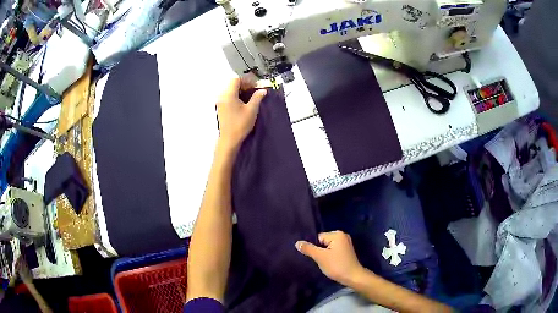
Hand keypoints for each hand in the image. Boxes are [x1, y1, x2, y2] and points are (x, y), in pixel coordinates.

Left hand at [216, 78, 266, 150]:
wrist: (229, 140)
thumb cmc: (240, 124)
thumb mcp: (252, 110)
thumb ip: (257, 97)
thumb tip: (263, 90)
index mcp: (229, 95)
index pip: (236, 80)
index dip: (247, 80)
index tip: (256, 86)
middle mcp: (222, 96)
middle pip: (232, 84)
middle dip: (244, 85)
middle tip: (254, 90)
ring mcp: (220, 102)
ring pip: (230, 90)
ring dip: (240, 90)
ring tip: (250, 96)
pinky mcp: (221, 108)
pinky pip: (228, 97)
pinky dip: (236, 96)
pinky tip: (243, 102)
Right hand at [296, 231, 364, 286]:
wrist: (353, 277)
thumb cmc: (337, 265)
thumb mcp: (320, 257)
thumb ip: (308, 249)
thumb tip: (297, 242)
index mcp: (337, 234)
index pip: (318, 237)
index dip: (315, 247)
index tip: (315, 256)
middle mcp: (342, 235)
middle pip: (323, 242)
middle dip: (319, 250)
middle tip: (319, 260)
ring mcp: (345, 243)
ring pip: (328, 247)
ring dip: (324, 254)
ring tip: (324, 262)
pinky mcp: (346, 251)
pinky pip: (333, 250)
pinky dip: (330, 256)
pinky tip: (329, 263)